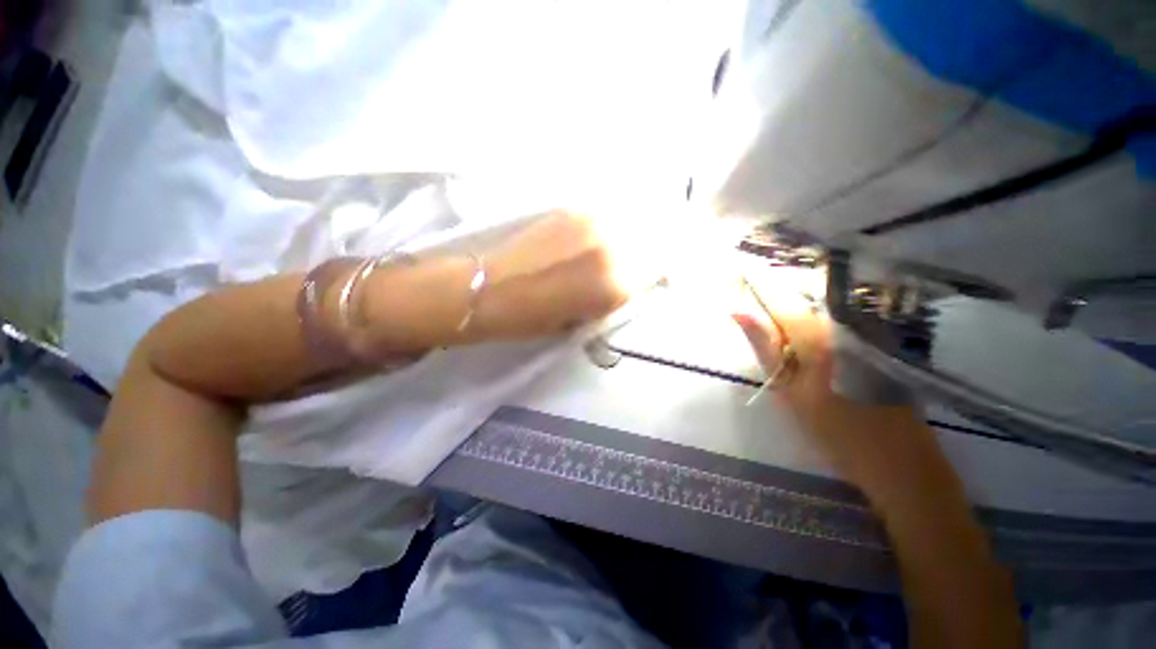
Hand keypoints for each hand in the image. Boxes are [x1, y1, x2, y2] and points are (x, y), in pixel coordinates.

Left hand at [476, 211, 657, 338]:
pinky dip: (612, 225)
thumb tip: (636, 281)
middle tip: (641, 262)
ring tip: (619, 248)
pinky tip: (599, 237)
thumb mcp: (586, 320)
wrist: (489, 289)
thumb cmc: (535, 318)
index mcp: (615, 283)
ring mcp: (592, 220)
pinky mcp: (573, 208)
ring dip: (633, 235)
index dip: (666, 272)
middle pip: (652, 239)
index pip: (662, 268)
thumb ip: (618, 298)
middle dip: (653, 251)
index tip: (663, 276)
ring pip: (632, 222)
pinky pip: (608, 214)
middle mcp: (611, 245)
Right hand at [731, 278, 940, 500]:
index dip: (753, 281)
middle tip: (746, 294)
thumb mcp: (788, 389)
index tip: (733, 269)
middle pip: (798, 294)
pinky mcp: (874, 338)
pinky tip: (801, 330)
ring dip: (788, 303)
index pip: (777, 296)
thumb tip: (737, 309)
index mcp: (818, 334)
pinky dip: (809, 316)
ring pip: (815, 304)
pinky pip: (832, 316)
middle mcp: (843, 321)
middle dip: (769, 291)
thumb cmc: (835, 429)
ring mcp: (864, 328)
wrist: (898, 460)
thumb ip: (763, 344)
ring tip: (769, 312)